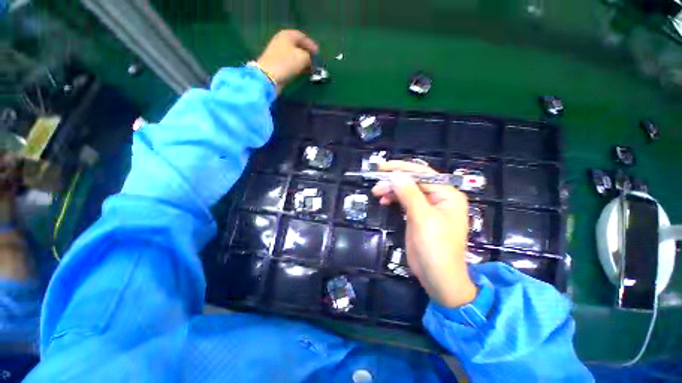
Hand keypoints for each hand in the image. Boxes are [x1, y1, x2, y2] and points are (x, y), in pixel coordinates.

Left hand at [257, 30, 318, 92]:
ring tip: (311, 68)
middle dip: (307, 53)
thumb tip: (310, 60)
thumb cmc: (286, 63)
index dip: (311, 44)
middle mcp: (281, 42)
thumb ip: (309, 57)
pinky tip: (302, 72)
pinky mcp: (277, 64)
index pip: (301, 36)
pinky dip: (297, 66)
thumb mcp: (302, 57)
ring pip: (294, 55)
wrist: (268, 77)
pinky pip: (290, 63)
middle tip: (315, 60)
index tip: (318, 53)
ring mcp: (278, 53)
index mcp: (287, 35)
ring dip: (303, 61)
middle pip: (297, 46)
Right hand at [372, 161, 476, 307]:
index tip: (381, 168)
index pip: (422, 174)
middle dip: (394, 181)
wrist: (438, 277)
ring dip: (392, 190)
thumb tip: (395, 175)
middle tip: (375, 186)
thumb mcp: (422, 218)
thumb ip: (409, 194)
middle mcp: (440, 197)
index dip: (401, 169)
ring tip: (377, 193)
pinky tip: (384, 201)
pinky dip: (394, 199)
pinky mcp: (419, 215)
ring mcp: (429, 206)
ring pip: (408, 190)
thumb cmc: (435, 247)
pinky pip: (405, 201)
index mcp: (447, 194)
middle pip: (414, 181)